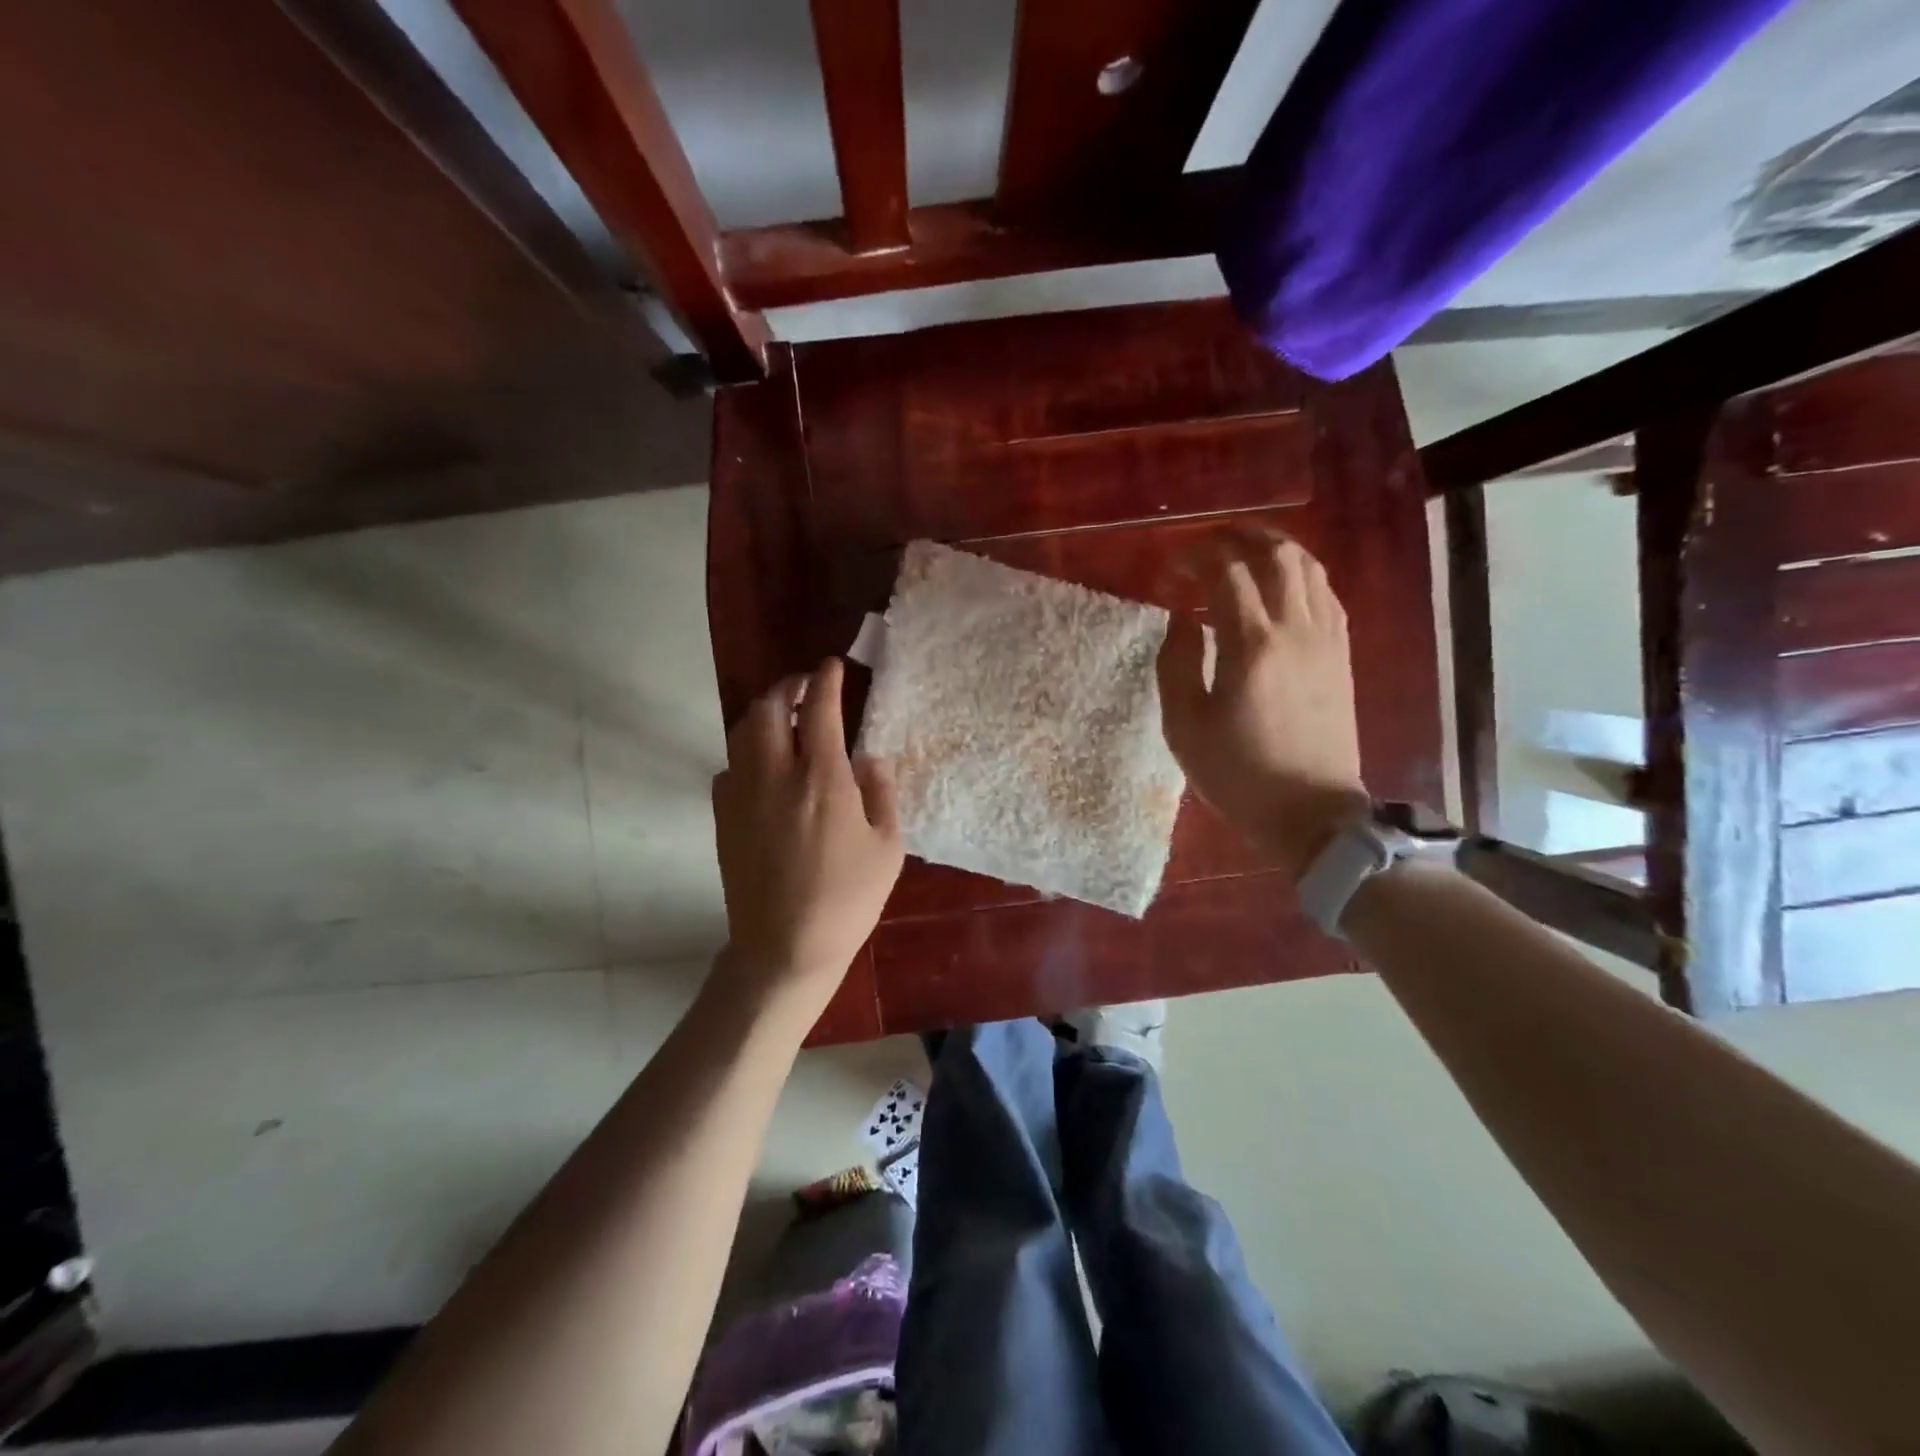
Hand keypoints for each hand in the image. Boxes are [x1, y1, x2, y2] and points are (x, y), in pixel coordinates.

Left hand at [710, 658, 904, 1023]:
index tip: (832, 666)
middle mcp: (774, 775)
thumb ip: (882, 792)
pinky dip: (747, 752)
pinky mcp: (723, 818)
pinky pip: (730, 767)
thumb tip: (870, 757)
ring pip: (742, 732)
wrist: (784, 948)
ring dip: (763, 714)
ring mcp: (741, 795)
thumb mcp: (887, 847)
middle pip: (767, 708)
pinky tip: (764, 768)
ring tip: (784, 719)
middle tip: (805, 688)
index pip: (819, 709)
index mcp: (821, 778)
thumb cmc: (847, 900)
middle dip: (786, 687)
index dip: (826, 680)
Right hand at [1157, 530, 1368, 881]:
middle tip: (1205, 544)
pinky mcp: (1342, 654)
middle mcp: (1296, 629)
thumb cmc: (1238, 774)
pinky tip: (1281, 586)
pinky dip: (1300, 575)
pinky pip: (1326, 594)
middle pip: (1275, 554)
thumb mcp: (1185, 726)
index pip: (1225, 572)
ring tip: (1242, 551)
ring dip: (1273, 548)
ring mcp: (1326, 639)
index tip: (1169, 567)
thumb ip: (1177, 663)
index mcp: (1252, 645)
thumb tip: (1183, 619)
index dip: (1193, 557)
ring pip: (1308, 567)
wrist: (1312, 813)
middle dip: (1237, 536)